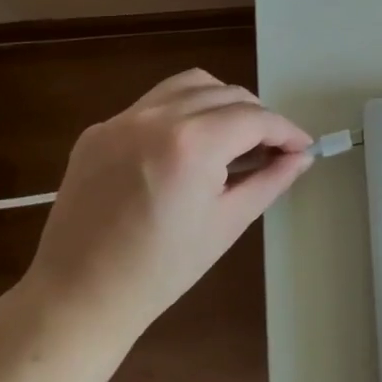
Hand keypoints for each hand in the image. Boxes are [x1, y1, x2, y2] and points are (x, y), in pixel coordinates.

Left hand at [22, 69, 311, 340]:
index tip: (303, 146)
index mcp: (192, 144)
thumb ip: (270, 180)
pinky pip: (153, 104)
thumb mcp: (228, 223)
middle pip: (226, 94)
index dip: (286, 130)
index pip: (255, 118)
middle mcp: (156, 117)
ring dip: (221, 101)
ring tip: (233, 136)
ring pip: (189, 85)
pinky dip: (182, 112)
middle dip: (258, 116)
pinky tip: (187, 146)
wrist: (78, 296)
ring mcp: (121, 120)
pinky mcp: (98, 131)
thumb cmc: (162, 269)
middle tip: (272, 148)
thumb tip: (302, 157)